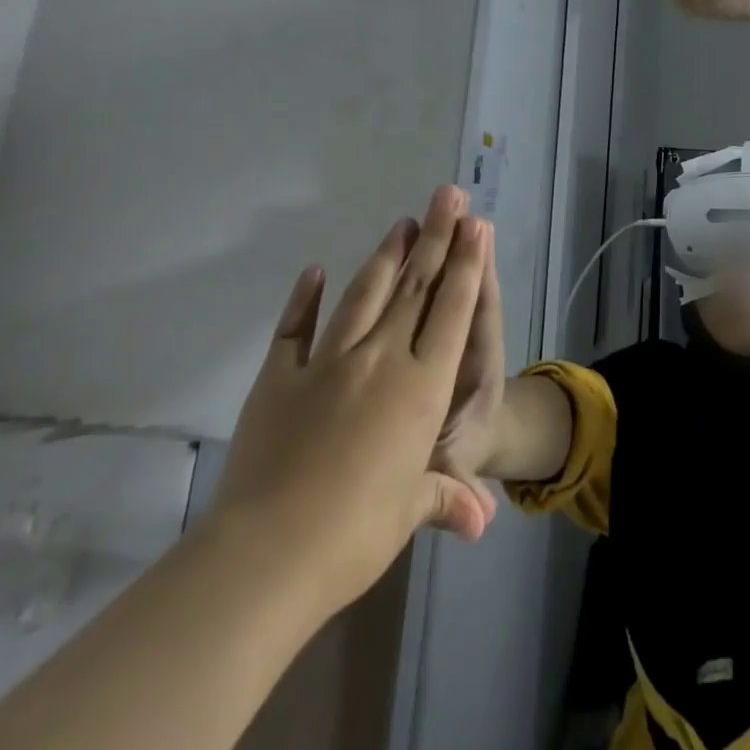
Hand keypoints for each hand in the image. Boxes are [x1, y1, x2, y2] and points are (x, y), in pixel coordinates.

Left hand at [206, 186, 492, 619]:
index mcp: (421, 386)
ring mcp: (328, 362)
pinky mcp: (280, 376)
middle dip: (436, 236)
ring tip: (403, 223)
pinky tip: (315, 271)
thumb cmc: (354, 534)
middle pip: (416, 286)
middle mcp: (381, 358)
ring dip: (387, 256)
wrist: (266, 553)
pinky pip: (296, 327)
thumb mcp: (409, 512)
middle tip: (447, 195)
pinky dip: (306, 298)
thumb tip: (482, 523)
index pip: (452, 310)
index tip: (475, 223)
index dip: (466, 263)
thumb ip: (446, 498)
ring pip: (365, 294)